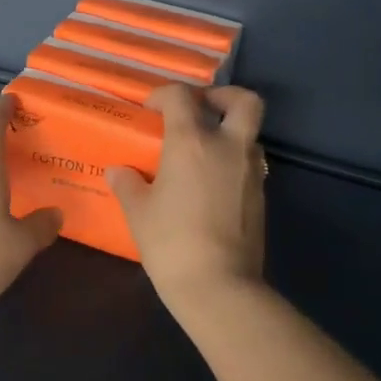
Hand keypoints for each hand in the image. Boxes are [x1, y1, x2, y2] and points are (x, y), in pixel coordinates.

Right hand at [108, 85, 266, 307]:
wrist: (219, 285)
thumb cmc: (171, 243)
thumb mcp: (138, 212)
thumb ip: (127, 184)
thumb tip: (119, 171)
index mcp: (192, 142)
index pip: (181, 97)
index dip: (164, 95)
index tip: (150, 110)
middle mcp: (228, 147)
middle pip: (244, 101)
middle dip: (223, 96)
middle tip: (201, 109)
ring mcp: (251, 171)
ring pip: (250, 133)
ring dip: (230, 132)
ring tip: (203, 151)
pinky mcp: (261, 196)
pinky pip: (250, 164)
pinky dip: (233, 162)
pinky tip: (211, 184)